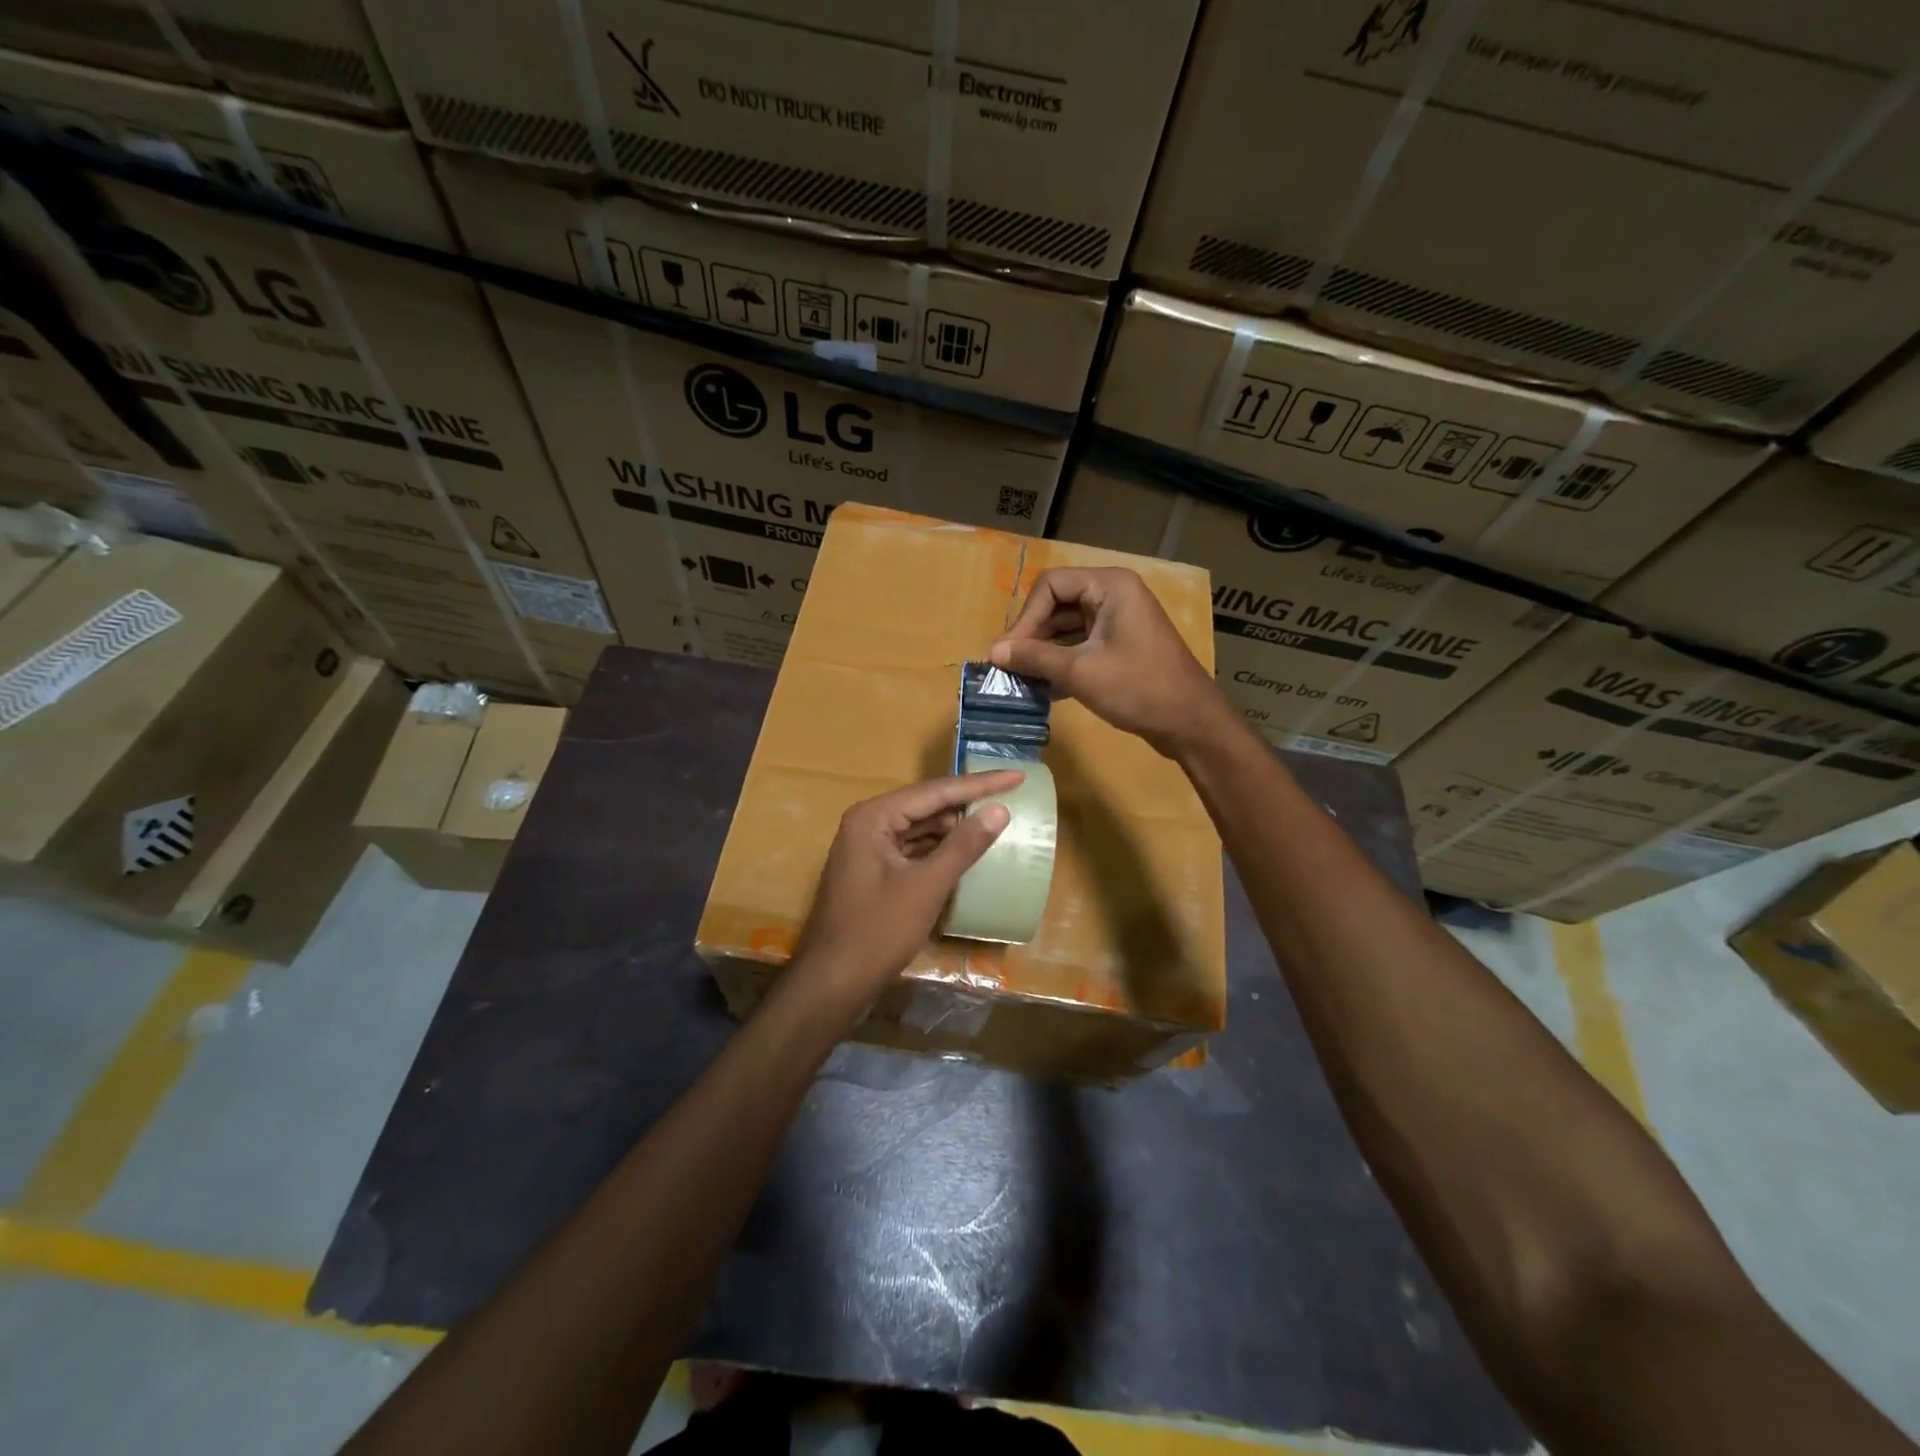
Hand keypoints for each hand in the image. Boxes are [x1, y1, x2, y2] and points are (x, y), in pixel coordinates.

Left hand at [789, 771, 1020, 1013]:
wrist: (832, 984)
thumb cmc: (877, 931)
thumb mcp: (926, 886)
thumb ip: (963, 846)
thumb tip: (999, 810)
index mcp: (873, 817)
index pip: (935, 791)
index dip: (979, 784)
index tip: (1017, 776)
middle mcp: (868, 824)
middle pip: (926, 806)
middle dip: (967, 804)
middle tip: (1011, 798)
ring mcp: (868, 850)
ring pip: (920, 829)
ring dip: (955, 828)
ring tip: (996, 822)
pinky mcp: (874, 874)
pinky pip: (913, 851)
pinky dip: (940, 851)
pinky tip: (966, 854)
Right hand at [990, 567, 1228, 758]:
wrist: (1190, 722)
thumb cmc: (1138, 687)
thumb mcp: (1080, 671)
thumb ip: (1034, 658)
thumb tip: (993, 651)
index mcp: (1109, 586)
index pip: (1051, 586)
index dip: (1025, 617)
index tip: (1009, 651)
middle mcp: (1114, 596)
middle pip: (1057, 605)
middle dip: (1032, 636)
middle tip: (1009, 667)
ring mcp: (1118, 622)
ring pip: (1067, 628)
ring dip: (1044, 653)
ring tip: (1020, 680)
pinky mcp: (1120, 647)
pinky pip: (1081, 646)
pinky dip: (1061, 663)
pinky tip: (1043, 689)